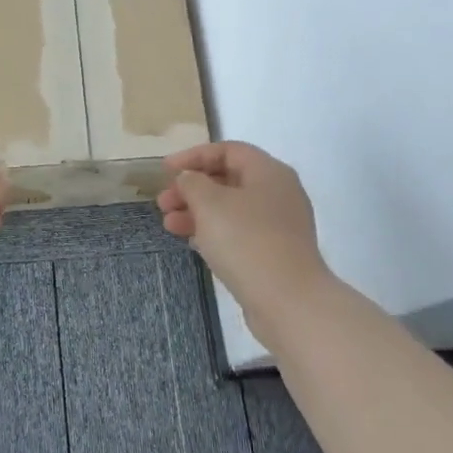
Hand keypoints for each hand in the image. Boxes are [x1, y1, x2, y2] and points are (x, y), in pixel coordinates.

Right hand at [158, 142, 331, 344]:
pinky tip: (192, 243)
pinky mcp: (275, 253)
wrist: (288, 301)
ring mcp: (279, 225)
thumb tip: (189, 179)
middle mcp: (278, 193)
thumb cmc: (246, 241)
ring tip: (169, 226)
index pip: (228, 150)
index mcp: (269, 172)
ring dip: (197, 212)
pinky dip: (214, 232)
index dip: (194, 156)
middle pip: (228, 179)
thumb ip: (192, 182)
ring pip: (231, 208)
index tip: (166, 170)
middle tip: (163, 203)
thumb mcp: (210, 203)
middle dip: (192, 188)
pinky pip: (239, 232)